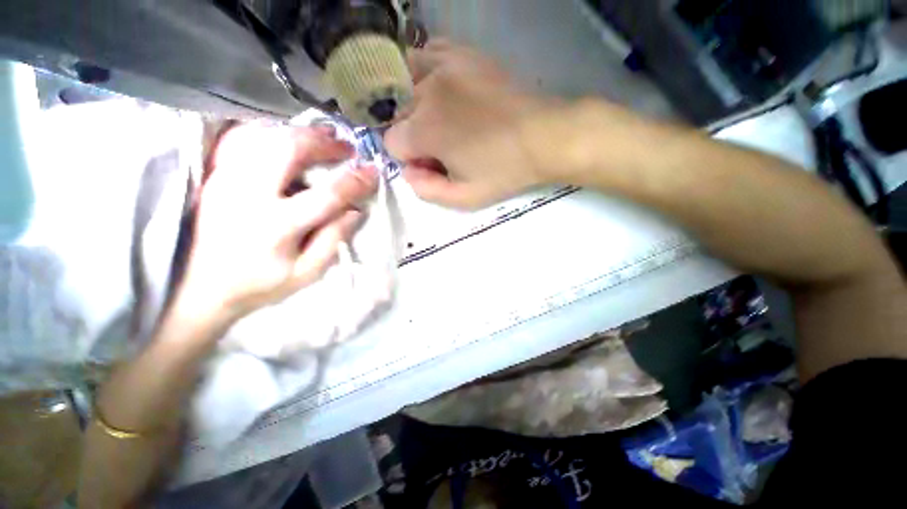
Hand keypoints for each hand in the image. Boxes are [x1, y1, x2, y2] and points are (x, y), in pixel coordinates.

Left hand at [180, 123, 378, 321]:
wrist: (200, 288)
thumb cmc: (259, 284)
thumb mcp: (307, 272)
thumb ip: (333, 240)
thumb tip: (355, 210)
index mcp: (278, 226)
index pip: (327, 195)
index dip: (355, 181)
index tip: (373, 171)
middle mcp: (248, 195)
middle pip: (288, 150)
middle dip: (324, 143)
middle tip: (346, 147)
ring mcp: (226, 180)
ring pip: (263, 136)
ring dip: (299, 132)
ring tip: (324, 135)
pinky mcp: (214, 176)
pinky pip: (240, 138)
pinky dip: (268, 130)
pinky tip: (286, 135)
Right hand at [385, 41, 555, 208]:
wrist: (543, 137)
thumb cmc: (504, 171)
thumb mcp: (464, 198)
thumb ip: (426, 191)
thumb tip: (408, 172)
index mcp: (424, 130)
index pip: (392, 143)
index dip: (411, 159)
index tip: (433, 164)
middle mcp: (426, 92)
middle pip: (398, 114)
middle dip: (413, 134)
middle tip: (442, 145)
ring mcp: (444, 66)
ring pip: (405, 82)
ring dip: (414, 103)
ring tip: (439, 117)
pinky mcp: (464, 54)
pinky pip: (429, 53)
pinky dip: (427, 71)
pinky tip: (443, 89)